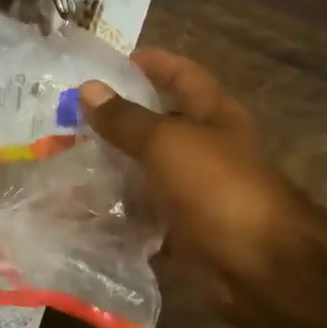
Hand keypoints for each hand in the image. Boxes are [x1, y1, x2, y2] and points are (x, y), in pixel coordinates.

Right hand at [79, 50, 308, 323]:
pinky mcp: (185, 230)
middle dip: (121, 120)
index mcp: (214, 116)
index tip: (115, 62)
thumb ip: (126, 119)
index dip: (154, 64)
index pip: (184, 76)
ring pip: (149, 172)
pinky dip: (120, 213)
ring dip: (115, 168)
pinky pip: (146, 215)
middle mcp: (208, 150)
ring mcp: (198, 192)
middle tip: (72, 117)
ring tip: (67, 161)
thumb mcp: (167, 143)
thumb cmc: (217, 188)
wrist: (258, 265)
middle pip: (162, 125)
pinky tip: (85, 209)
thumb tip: (88, 89)